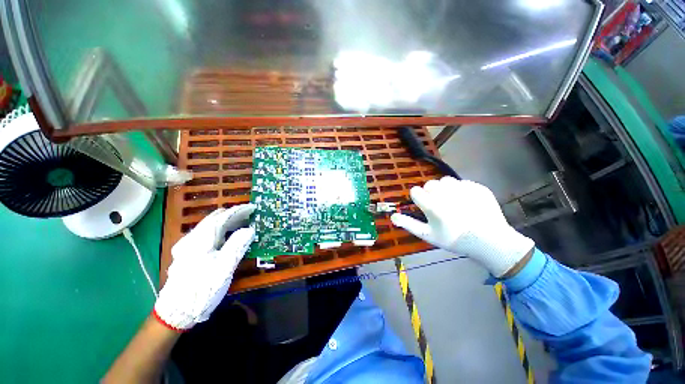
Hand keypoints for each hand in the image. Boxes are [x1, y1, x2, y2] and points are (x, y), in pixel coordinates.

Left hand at [154, 204, 255, 330]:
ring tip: (243, 224)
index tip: (253, 208)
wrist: (176, 311)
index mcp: (201, 239)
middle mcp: (192, 238)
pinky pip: (207, 234)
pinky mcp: (188, 253)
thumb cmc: (203, 288)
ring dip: (227, 222)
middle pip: (215, 219)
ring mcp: (188, 246)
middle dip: (234, 215)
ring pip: (210, 226)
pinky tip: (228, 237)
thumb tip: (250, 229)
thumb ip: (237, 245)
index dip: (239, 211)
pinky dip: (221, 231)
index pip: (223, 217)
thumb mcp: (224, 267)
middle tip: (250, 216)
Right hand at [391, 177, 533, 277]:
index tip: (424, 207)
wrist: (490, 241)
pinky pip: (462, 182)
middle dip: (431, 193)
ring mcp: (463, 188)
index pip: (415, 191)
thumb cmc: (454, 239)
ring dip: (445, 189)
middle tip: (439, 206)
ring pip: (445, 181)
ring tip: (452, 202)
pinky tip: (467, 202)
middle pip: (430, 184)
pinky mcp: (477, 186)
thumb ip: (408, 224)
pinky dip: (461, 190)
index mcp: (432, 204)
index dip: (418, 198)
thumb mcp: (428, 235)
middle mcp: (445, 192)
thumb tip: (392, 216)